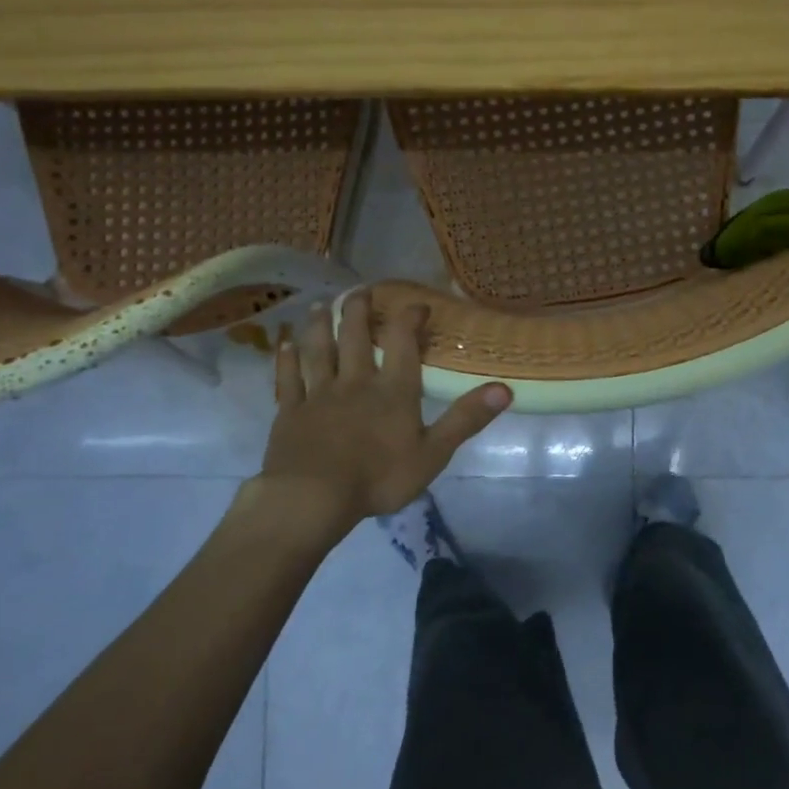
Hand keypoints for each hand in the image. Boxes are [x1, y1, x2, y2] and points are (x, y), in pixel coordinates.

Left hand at [261, 292, 510, 524]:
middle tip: (361, 291)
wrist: (314, 496)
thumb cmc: (379, 478)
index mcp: (393, 390)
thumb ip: (466, 418)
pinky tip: (284, 344)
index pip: (404, 344)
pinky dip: (286, 359)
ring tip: (323, 305)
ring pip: (319, 350)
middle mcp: (355, 382)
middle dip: (360, 311)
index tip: (417, 304)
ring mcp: (318, 394)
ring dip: (321, 326)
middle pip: (356, 338)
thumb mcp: (433, 453)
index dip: (410, 320)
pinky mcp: (290, 411)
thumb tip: (504, 389)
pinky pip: (288, 379)